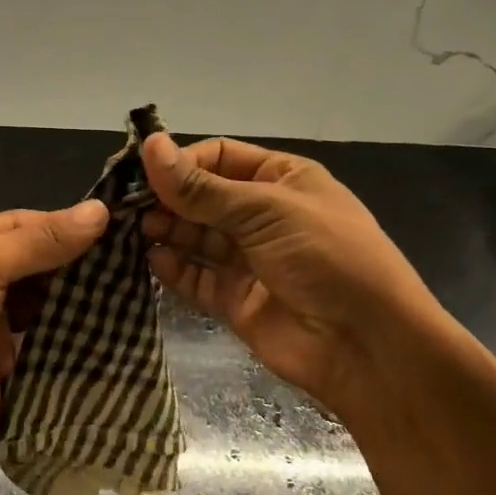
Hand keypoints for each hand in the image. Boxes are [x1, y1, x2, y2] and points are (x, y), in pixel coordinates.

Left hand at [0, 199, 109, 482]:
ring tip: (128, 283)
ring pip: (42, 297)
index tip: (113, 224)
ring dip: (76, 293)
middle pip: (33, 258)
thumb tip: (100, 209)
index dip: (62, 222)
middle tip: (129, 254)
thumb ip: (39, 240)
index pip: (18, 222)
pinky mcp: (7, 359)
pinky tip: (108, 320)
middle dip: (74, 258)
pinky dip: (71, 329)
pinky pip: (45, 334)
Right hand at [140, 133, 446, 408]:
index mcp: (282, 180)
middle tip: (125, 205)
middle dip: (168, 199)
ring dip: (166, 231)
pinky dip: (173, 269)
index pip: (219, 158)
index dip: (182, 162)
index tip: (141, 171)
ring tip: (132, 230)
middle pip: (203, 198)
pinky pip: (197, 278)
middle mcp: (263, 216)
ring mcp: (250, 260)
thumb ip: (201, 188)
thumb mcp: (266, 211)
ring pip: (196, 237)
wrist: (370, 348)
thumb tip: (150, 146)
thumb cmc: (325, 257)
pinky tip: (151, 261)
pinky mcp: (237, 300)